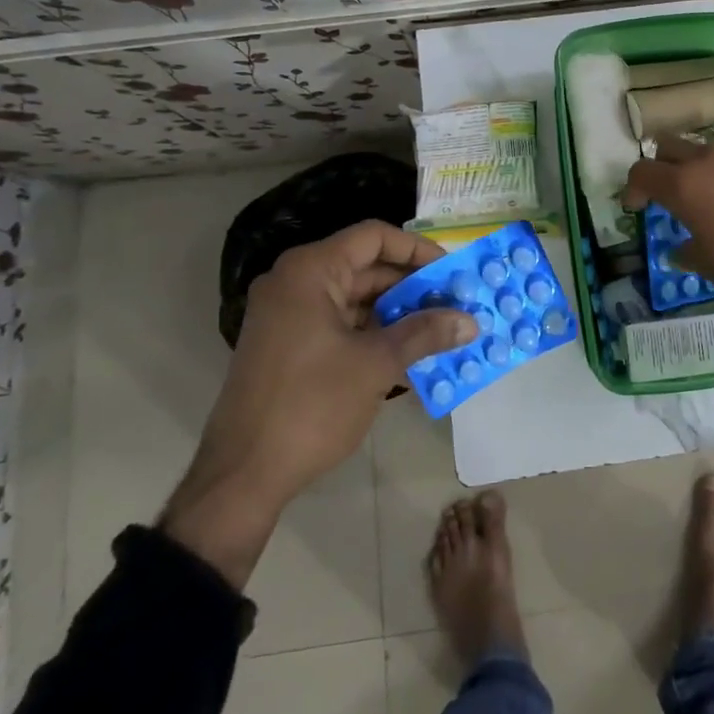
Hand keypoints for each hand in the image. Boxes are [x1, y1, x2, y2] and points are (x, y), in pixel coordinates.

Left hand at [162, 221, 474, 586]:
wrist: (242, 476)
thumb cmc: (311, 406)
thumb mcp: (376, 365)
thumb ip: (425, 334)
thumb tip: (470, 321)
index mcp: (310, 272)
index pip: (374, 237)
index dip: (418, 250)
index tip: (453, 271)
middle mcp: (296, 283)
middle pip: (367, 267)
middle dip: (414, 286)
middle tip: (457, 304)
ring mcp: (290, 315)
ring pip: (357, 299)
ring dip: (400, 313)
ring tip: (443, 330)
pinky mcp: (290, 345)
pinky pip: (343, 325)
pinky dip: (377, 334)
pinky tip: (413, 354)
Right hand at [622, 137, 713, 355]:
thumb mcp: (711, 267)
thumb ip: (687, 250)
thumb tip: (679, 248)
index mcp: (684, 185)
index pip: (642, 171)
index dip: (632, 188)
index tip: (634, 206)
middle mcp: (708, 161)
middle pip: (668, 146)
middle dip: (659, 166)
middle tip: (661, 194)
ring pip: (701, 150)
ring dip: (691, 167)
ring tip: (697, 198)